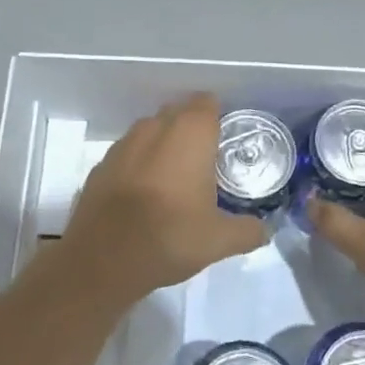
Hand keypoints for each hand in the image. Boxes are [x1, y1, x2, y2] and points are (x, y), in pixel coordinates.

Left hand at [59, 93, 267, 302]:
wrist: (102, 261)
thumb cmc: (169, 237)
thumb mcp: (220, 241)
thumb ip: (248, 231)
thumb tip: (265, 231)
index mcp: (189, 134)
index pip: (207, 103)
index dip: (218, 117)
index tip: (226, 140)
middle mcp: (155, 129)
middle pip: (178, 113)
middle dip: (191, 129)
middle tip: (207, 160)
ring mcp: (122, 145)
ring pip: (150, 132)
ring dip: (163, 145)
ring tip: (176, 177)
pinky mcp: (100, 166)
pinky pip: (128, 154)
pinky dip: (139, 165)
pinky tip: (144, 194)